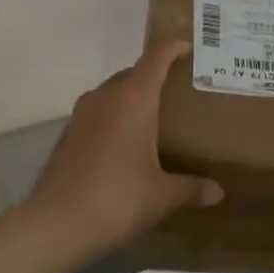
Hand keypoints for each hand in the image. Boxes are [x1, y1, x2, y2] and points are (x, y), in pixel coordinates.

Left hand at [27, 42, 222, 258]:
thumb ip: (191, 188)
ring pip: (114, 91)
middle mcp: (106, 95)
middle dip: (156, 76)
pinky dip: (115, 115)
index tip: (189, 48)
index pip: (156, 57)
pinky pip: (99, 110)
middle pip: (134, 72)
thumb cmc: (116, 200)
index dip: (173, 47)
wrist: (54, 225)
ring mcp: (83, 112)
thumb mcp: (160, 196)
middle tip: (178, 92)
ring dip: (132, 96)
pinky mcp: (68, 132)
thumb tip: (218, 192)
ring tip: (154, 116)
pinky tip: (124, 142)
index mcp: (134, 98)